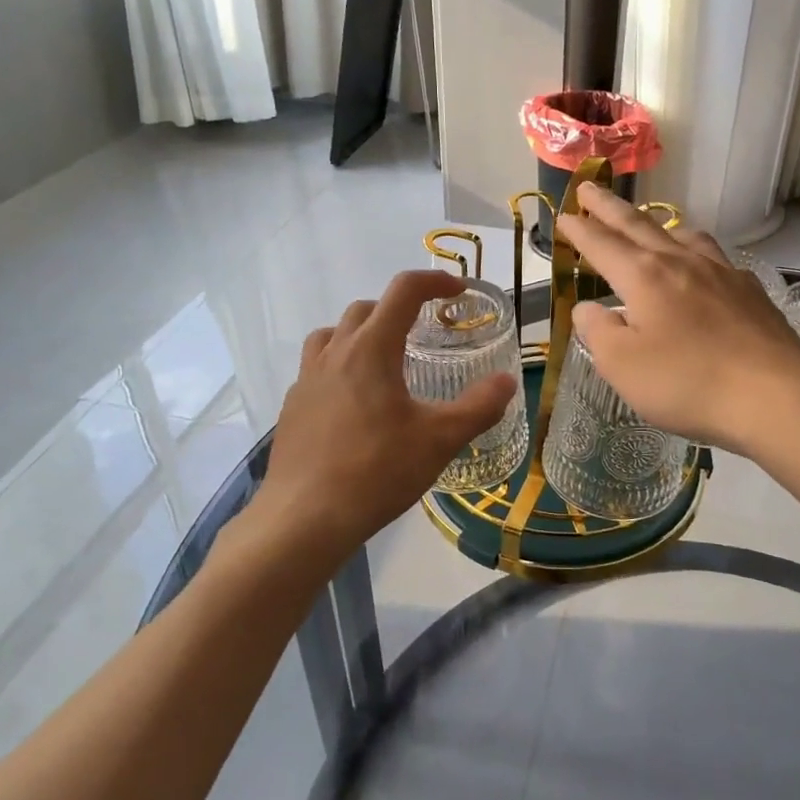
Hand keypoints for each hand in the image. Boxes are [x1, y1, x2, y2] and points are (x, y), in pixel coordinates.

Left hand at [257, 270, 517, 561]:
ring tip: (383, 360)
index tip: (458, 291)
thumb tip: (507, 382)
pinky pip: (316, 368)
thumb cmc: (376, 471)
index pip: (404, 291)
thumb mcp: (440, 440)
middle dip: (398, 308)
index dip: (434, 281)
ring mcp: (306, 379)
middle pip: (366, 308)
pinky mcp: (292, 407)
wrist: (304, 519)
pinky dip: (339, 365)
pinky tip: (355, 403)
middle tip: (424, 332)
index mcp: (371, 349)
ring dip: (360, 332)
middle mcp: (335, 353)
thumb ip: (478, 407)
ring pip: (332, 333)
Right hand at [557, 184, 799, 456]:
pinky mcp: (750, 291)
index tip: (563, 215)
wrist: (776, 396)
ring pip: (682, 235)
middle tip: (589, 189)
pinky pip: (713, 257)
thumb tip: (588, 309)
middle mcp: (681, 262)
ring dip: (656, 225)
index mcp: (644, 276)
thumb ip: (598, 331)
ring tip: (647, 225)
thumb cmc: (688, 382)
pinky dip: (694, 252)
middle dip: (608, 207)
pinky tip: (700, 269)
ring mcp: (721, 272)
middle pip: (638, 225)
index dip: (579, 230)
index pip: (602, 244)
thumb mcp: (622, 366)